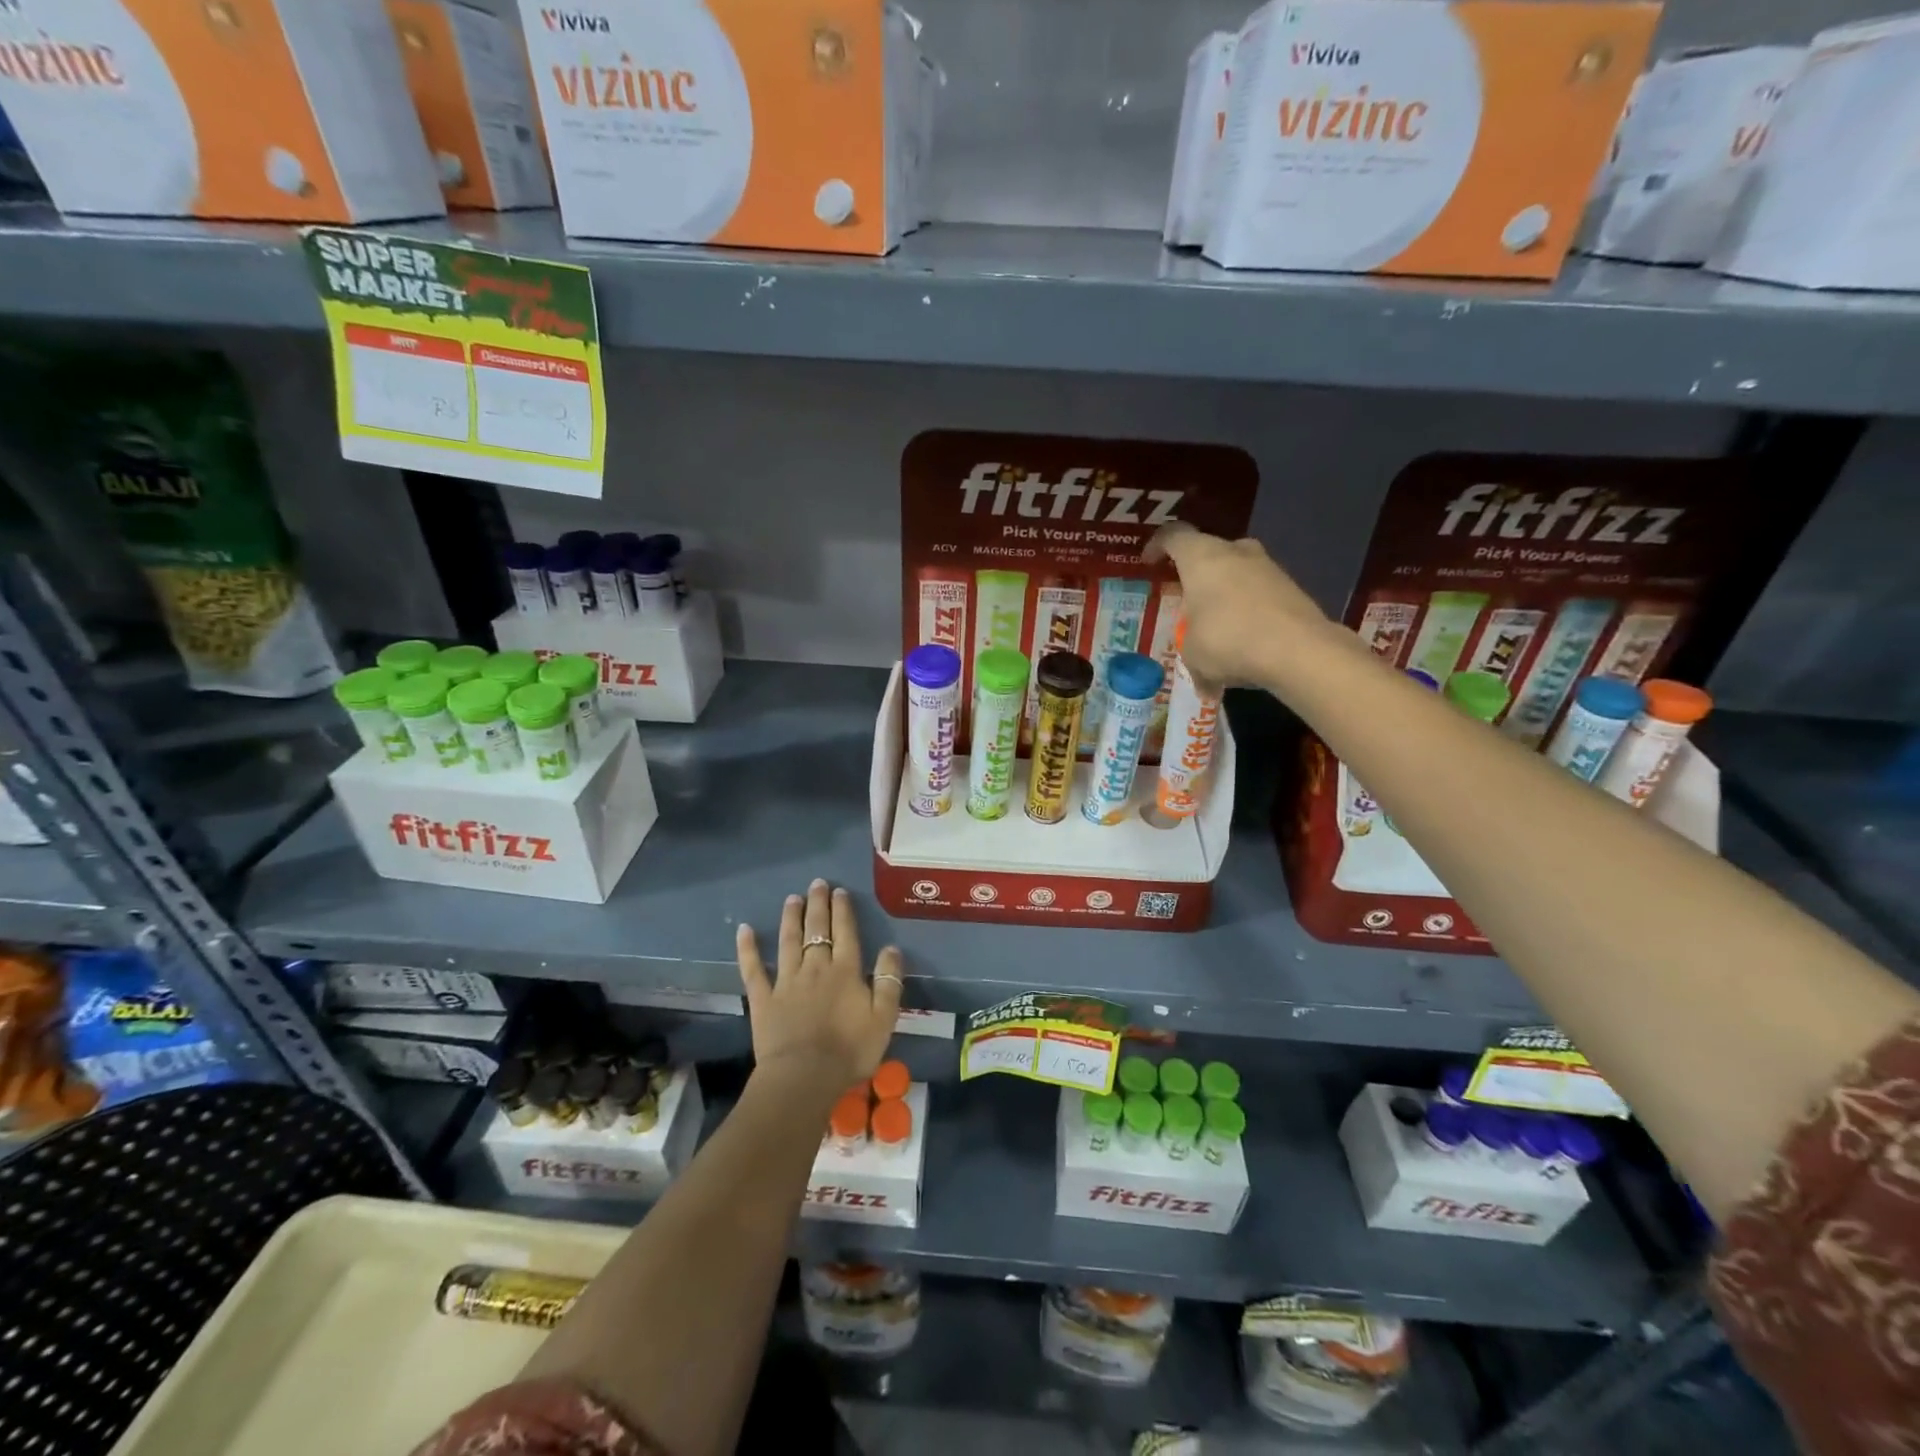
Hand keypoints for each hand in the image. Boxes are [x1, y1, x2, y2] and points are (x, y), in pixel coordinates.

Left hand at [736, 879, 902, 1102]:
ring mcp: (786, 981)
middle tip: (817, 884)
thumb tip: (892, 948)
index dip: (843, 911)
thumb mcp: (884, 1018)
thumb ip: (889, 981)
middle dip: (818, 905)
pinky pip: (753, 969)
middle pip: (817, 929)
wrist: (804, 1077)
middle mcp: (815, 968)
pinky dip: (748, 949)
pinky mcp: (763, 999)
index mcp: (846, 971)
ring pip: (788, 941)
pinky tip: (744, 930)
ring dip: (790, 918)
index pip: (845, 932)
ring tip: (791, 898)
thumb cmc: (849, 1051)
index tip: (839, 892)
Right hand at [1144, 523, 1330, 689]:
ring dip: (1223, 595)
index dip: (1156, 545)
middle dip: (1195, 574)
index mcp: (1201, 557)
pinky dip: (1247, 613)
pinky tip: (1244, 643)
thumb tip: (1204, 683)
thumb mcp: (1193, 653)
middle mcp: (1235, 552)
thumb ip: (1192, 656)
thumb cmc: (1228, 640)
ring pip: (1236, 573)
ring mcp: (1268, 566)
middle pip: (1208, 552)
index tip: (1149, 562)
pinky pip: (1258, 595)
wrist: (1298, 649)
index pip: (1172, 535)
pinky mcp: (1291, 587)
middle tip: (1185, 599)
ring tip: (1215, 628)